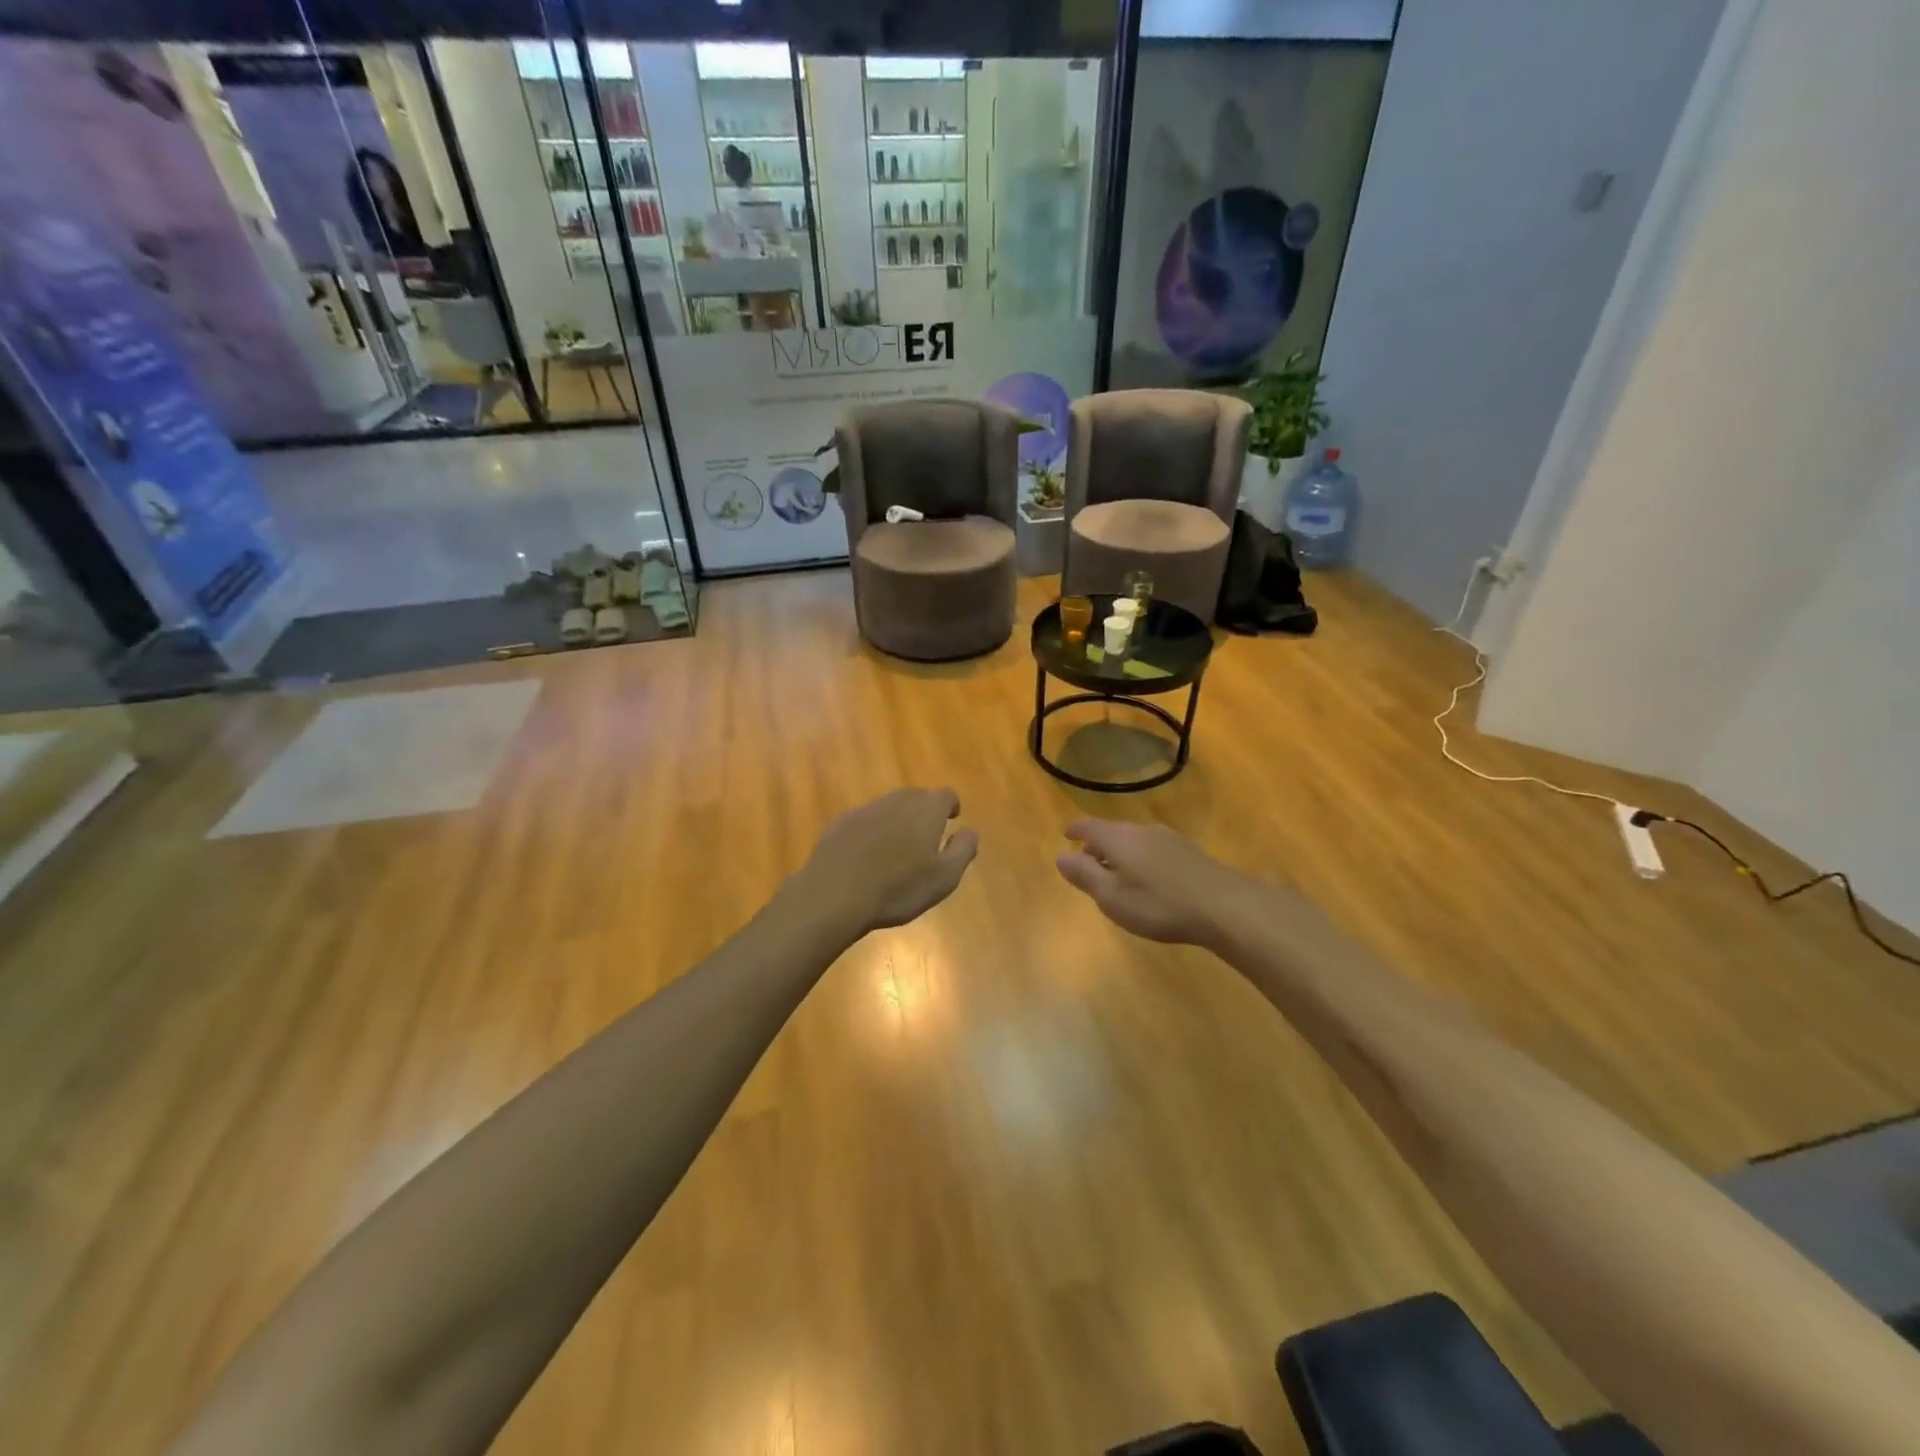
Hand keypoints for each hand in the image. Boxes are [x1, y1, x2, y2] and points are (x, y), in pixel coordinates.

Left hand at [798, 788, 978, 935]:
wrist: (835, 894)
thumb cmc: (898, 889)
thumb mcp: (944, 878)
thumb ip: (962, 850)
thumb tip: (970, 831)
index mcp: (926, 811)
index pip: (945, 795)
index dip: (951, 806)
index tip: (952, 818)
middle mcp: (897, 801)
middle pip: (916, 796)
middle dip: (924, 810)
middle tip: (926, 833)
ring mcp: (866, 810)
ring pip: (889, 806)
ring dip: (897, 819)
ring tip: (898, 846)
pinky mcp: (841, 823)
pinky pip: (865, 819)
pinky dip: (872, 830)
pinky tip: (868, 854)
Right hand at [1055, 819, 1267, 946]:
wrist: (1224, 906)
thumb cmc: (1158, 903)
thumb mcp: (1111, 896)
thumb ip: (1084, 875)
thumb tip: (1061, 856)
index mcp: (1118, 838)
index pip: (1089, 826)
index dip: (1075, 831)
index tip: (1066, 836)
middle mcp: (1142, 830)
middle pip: (1112, 832)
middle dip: (1097, 846)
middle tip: (1088, 863)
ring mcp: (1169, 839)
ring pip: (1135, 840)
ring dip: (1121, 854)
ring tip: (1117, 874)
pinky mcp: (1190, 853)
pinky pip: (1153, 850)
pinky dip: (1141, 860)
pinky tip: (1149, 880)